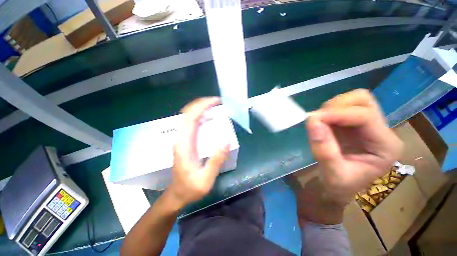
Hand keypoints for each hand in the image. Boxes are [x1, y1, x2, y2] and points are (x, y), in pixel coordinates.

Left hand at [167, 97, 229, 208]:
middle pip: (187, 113)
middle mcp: (180, 138)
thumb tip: (226, 141)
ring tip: (214, 106)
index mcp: (184, 145)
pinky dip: (199, 115)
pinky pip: (190, 123)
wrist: (177, 195)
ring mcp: (181, 139)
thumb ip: (216, 160)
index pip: (190, 118)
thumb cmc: (190, 189)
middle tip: (217, 101)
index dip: (202, 106)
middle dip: (201, 103)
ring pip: (187, 117)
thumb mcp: (206, 179)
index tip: (216, 101)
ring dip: (200, 108)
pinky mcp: (184, 141)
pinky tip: (208, 117)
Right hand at [306, 89, 402, 204]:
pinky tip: (321, 123)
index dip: (338, 114)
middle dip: (338, 106)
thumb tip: (312, 121)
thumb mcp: (332, 175)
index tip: (313, 119)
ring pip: (353, 101)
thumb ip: (323, 151)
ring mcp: (367, 126)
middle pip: (364, 101)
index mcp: (385, 146)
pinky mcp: (353, 125)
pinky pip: (342, 108)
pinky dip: (328, 111)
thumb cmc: (339, 186)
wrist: (337, 188)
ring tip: (319, 122)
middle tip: (319, 118)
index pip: (366, 116)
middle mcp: (381, 132)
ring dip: (332, 107)